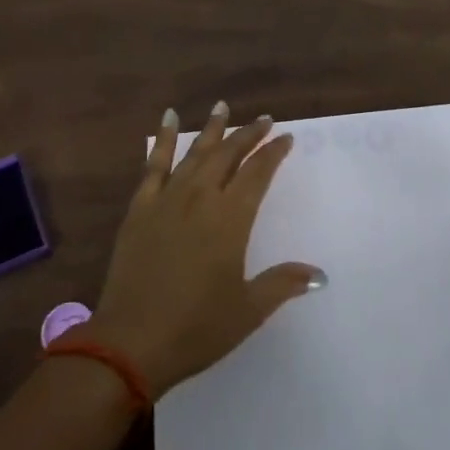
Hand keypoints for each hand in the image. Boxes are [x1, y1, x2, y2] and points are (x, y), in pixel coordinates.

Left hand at [86, 103, 322, 396]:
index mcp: (230, 219)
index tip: (285, 137)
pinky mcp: (140, 208)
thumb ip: (282, 284)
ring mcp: (167, 199)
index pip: (257, 174)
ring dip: (212, 129)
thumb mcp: (247, 310)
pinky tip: (168, 119)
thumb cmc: (196, 328)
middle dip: (248, 135)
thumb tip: (319, 274)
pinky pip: (154, 165)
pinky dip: (163, 139)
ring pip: (195, 153)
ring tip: (223, 106)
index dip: (273, 153)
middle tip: (264, 119)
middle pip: (228, 155)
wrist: (130, 343)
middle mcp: (201, 198)